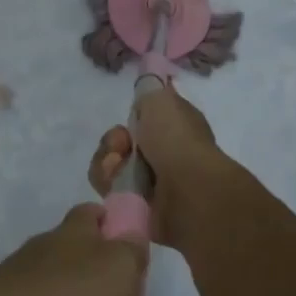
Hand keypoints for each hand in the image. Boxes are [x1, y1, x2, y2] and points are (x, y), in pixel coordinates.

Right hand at [88, 83, 230, 249]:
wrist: (186, 191)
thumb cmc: (176, 140)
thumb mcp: (161, 99)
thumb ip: (148, 90)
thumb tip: (146, 90)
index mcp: (175, 126)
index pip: (144, 118)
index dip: (133, 116)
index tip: (132, 117)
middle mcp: (165, 153)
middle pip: (121, 142)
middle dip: (113, 141)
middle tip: (121, 145)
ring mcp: (151, 181)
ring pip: (111, 165)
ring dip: (108, 163)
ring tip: (118, 167)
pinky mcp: (137, 205)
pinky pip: (110, 190)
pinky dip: (109, 184)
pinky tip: (119, 185)